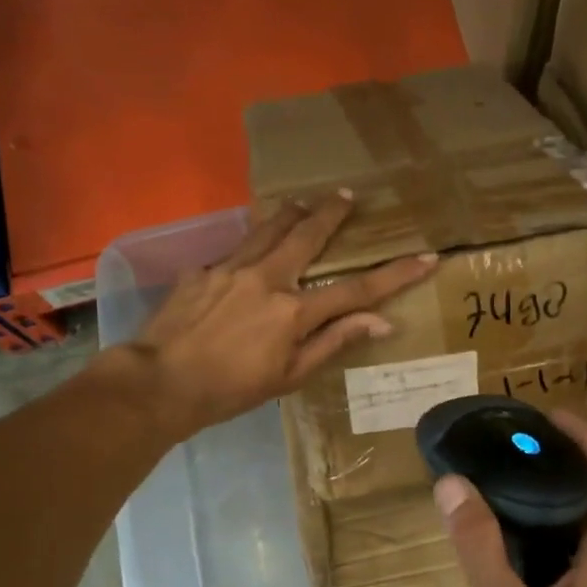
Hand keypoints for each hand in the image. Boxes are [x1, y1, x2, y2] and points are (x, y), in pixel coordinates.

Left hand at [126, 191, 435, 439]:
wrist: (160, 382)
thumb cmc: (231, 390)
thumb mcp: (290, 376)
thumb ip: (334, 342)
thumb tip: (380, 322)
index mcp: (294, 311)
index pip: (357, 289)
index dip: (395, 274)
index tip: (426, 258)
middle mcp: (267, 278)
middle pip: (309, 235)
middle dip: (333, 213)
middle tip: (347, 195)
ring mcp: (231, 268)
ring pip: (269, 228)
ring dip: (291, 213)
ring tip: (303, 202)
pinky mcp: (203, 269)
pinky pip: (236, 250)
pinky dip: (252, 246)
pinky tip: (249, 253)